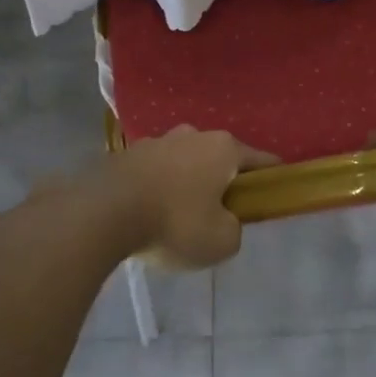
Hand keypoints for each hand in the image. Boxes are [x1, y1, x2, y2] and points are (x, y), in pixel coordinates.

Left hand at [113, 126, 277, 270]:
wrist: (103, 214)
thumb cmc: (174, 223)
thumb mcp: (221, 241)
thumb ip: (234, 229)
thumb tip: (225, 221)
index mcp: (223, 148)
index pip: (261, 160)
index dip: (270, 178)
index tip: (272, 194)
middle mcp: (192, 135)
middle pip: (218, 158)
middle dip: (221, 181)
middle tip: (218, 214)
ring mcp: (156, 140)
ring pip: (183, 162)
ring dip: (186, 183)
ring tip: (176, 217)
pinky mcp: (125, 154)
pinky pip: (153, 172)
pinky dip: (157, 188)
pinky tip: (148, 213)